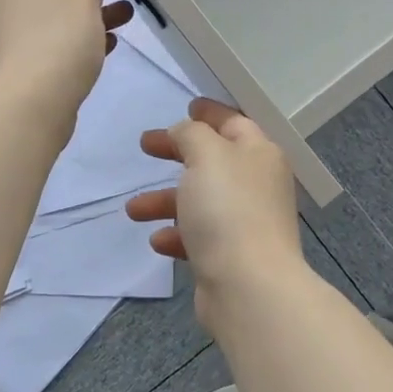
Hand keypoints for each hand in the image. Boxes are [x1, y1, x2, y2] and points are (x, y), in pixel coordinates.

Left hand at [0, 0, 133, 117]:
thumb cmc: (59, 42)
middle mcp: (14, 6)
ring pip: (61, 18)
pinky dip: (82, 40)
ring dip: (92, 15)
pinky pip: (59, 44)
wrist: (32, 104)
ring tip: (126, 15)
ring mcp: (19, 39)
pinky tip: (108, 44)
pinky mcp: (29, 67)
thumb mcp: (82, 2)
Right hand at [125, 99, 303, 299]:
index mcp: (259, 154)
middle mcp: (256, 184)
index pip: (234, 122)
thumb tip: (185, 133)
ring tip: (133, 209)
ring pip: (200, 200)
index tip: (186, 105)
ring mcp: (245, 222)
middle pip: (212, 160)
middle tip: (145, 146)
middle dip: (176, 153)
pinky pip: (198, 236)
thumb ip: (191, 134)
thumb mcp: (206, 155)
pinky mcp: (231, 255)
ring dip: (165, 200)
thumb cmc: (227, 209)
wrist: (248, 286)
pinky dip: (177, 234)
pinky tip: (157, 241)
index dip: (209, 112)